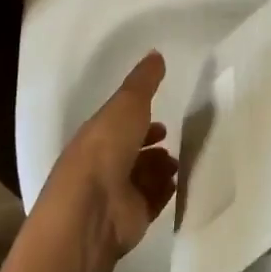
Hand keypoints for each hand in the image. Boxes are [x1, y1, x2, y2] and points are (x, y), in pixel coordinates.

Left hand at [43, 52, 178, 260]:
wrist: (93, 210)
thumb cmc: (105, 149)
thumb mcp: (126, 104)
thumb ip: (143, 81)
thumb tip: (156, 53)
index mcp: (96, 136)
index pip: (119, 126)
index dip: (140, 120)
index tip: (162, 118)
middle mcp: (104, 165)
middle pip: (132, 152)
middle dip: (153, 146)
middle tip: (172, 141)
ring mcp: (117, 194)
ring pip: (144, 176)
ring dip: (161, 168)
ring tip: (177, 163)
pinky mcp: (132, 218)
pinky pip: (153, 200)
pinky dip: (166, 191)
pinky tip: (177, 183)